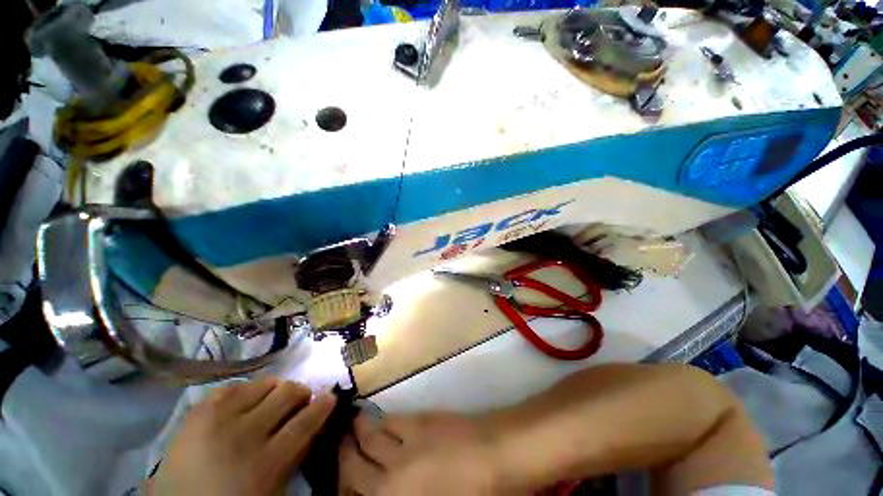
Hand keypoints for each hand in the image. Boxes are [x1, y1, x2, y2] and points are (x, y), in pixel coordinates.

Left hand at [149, 379, 335, 495]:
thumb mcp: (271, 487)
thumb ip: (294, 455)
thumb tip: (312, 425)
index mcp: (265, 462)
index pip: (305, 422)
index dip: (323, 405)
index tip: (331, 396)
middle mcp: (245, 434)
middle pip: (287, 393)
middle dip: (300, 392)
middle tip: (299, 400)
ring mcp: (219, 419)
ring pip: (264, 384)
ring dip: (275, 390)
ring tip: (271, 400)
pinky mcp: (198, 411)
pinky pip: (233, 386)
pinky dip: (246, 391)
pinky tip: (245, 402)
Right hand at [338, 412, 503, 495]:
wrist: (498, 454)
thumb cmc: (474, 495)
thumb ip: (404, 495)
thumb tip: (387, 485)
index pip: (355, 489)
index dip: (343, 480)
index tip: (338, 474)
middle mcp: (392, 472)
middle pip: (356, 462)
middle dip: (343, 452)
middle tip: (336, 442)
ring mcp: (406, 442)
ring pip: (372, 434)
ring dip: (360, 429)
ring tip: (353, 423)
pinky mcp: (421, 419)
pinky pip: (393, 419)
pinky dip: (383, 420)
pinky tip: (381, 418)